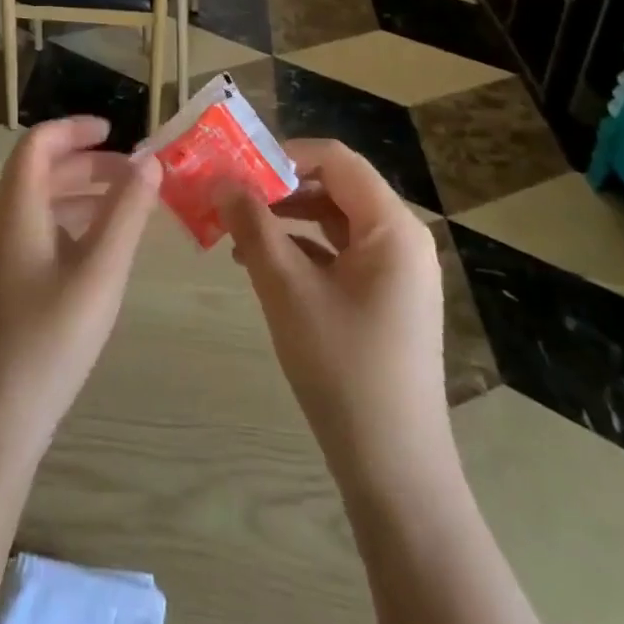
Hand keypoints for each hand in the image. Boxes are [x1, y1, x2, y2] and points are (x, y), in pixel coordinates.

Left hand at [0, 116, 161, 465]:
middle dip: (87, 164)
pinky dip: (67, 224)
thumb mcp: (100, 274)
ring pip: (36, 204)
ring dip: (79, 194)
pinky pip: (32, 233)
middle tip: (134, 173)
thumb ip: (127, 214)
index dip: (75, 129)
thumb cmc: (49, 343)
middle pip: (38, 172)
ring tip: (125, 206)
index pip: (38, 145)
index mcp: (14, 210)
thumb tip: (149, 162)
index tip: (116, 131)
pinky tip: (97, 250)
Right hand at [216, 139, 448, 470]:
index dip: (284, 154)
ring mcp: (397, 271)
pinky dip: (302, 249)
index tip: (237, 168)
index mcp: (392, 226)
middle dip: (279, 187)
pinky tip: (261, 265)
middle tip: (229, 196)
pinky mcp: (385, 298)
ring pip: (334, 220)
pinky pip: (340, 253)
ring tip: (236, 230)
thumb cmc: (342, 367)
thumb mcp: (287, 289)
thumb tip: (221, 179)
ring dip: (286, 218)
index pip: (335, 159)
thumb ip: (252, 226)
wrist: (394, 469)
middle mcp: (402, 238)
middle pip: (336, 186)